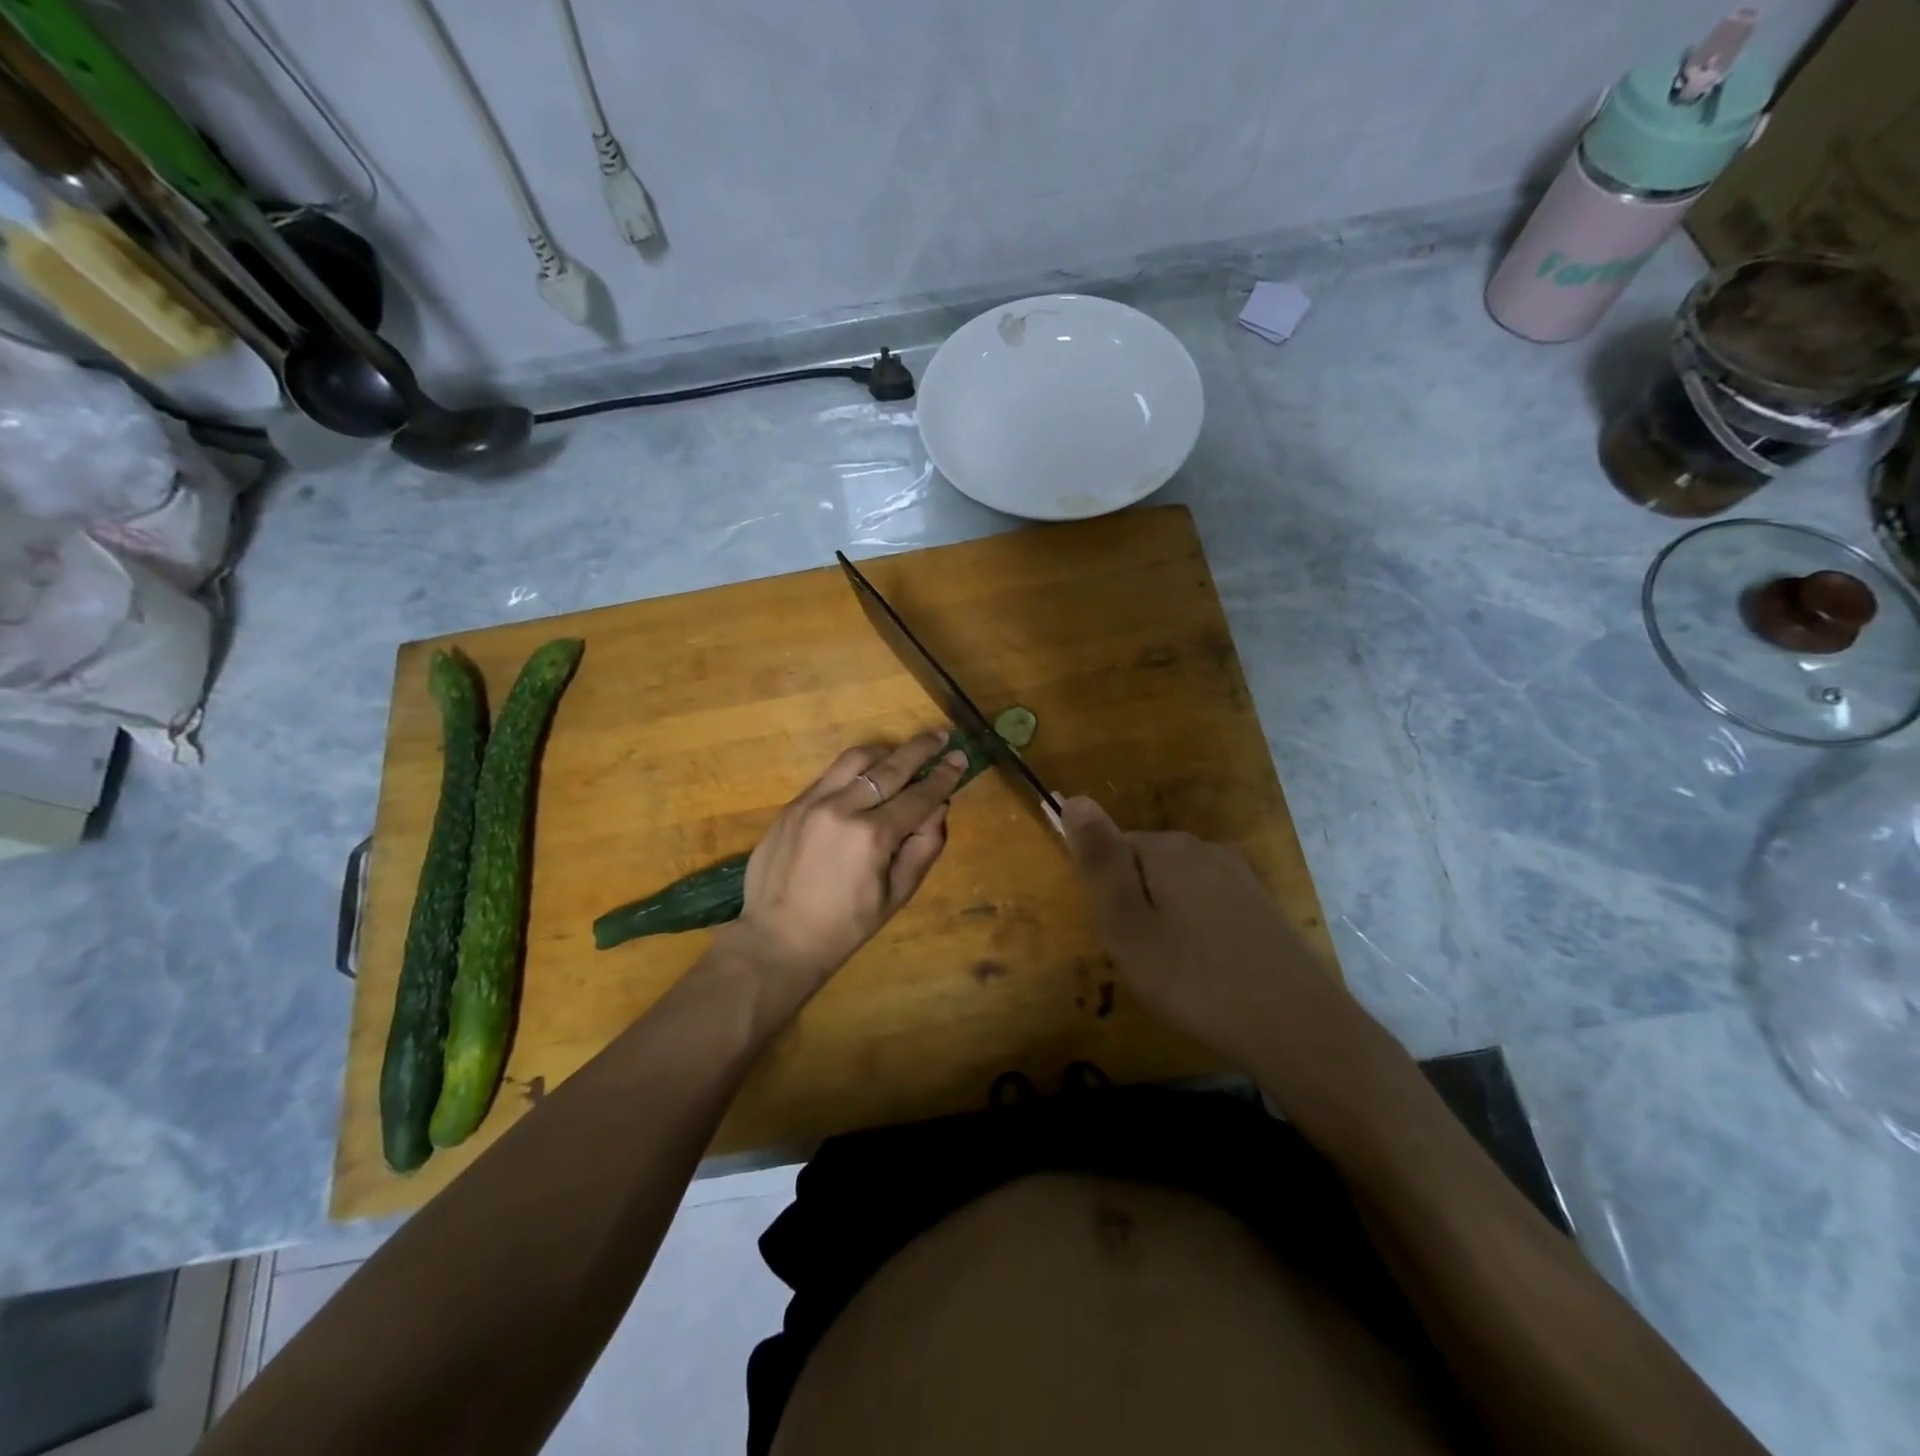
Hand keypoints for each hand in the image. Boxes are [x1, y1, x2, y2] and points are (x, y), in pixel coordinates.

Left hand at [720, 733, 969, 994]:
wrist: (778, 938)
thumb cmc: (845, 925)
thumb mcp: (897, 895)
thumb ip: (923, 847)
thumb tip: (939, 807)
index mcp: (873, 836)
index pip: (919, 795)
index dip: (944, 776)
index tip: (960, 758)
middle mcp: (843, 808)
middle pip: (890, 767)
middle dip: (920, 750)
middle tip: (939, 736)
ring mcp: (812, 802)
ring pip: (856, 759)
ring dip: (886, 752)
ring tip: (902, 753)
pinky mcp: (792, 805)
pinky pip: (829, 774)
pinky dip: (854, 769)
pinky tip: (865, 775)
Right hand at [1060, 796, 1364, 1074]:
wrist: (1297, 1027)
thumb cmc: (1194, 979)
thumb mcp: (1127, 925)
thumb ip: (1099, 861)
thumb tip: (1074, 797)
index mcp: (1168, 848)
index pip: (1112, 848)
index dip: (1106, 894)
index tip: (1118, 937)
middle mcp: (1205, 849)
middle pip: (1146, 865)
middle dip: (1135, 905)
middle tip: (1142, 959)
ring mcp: (1240, 876)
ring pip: (1178, 888)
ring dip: (1166, 920)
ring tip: (1173, 971)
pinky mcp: (1262, 905)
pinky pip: (1210, 905)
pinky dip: (1198, 932)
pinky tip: (1209, 971)